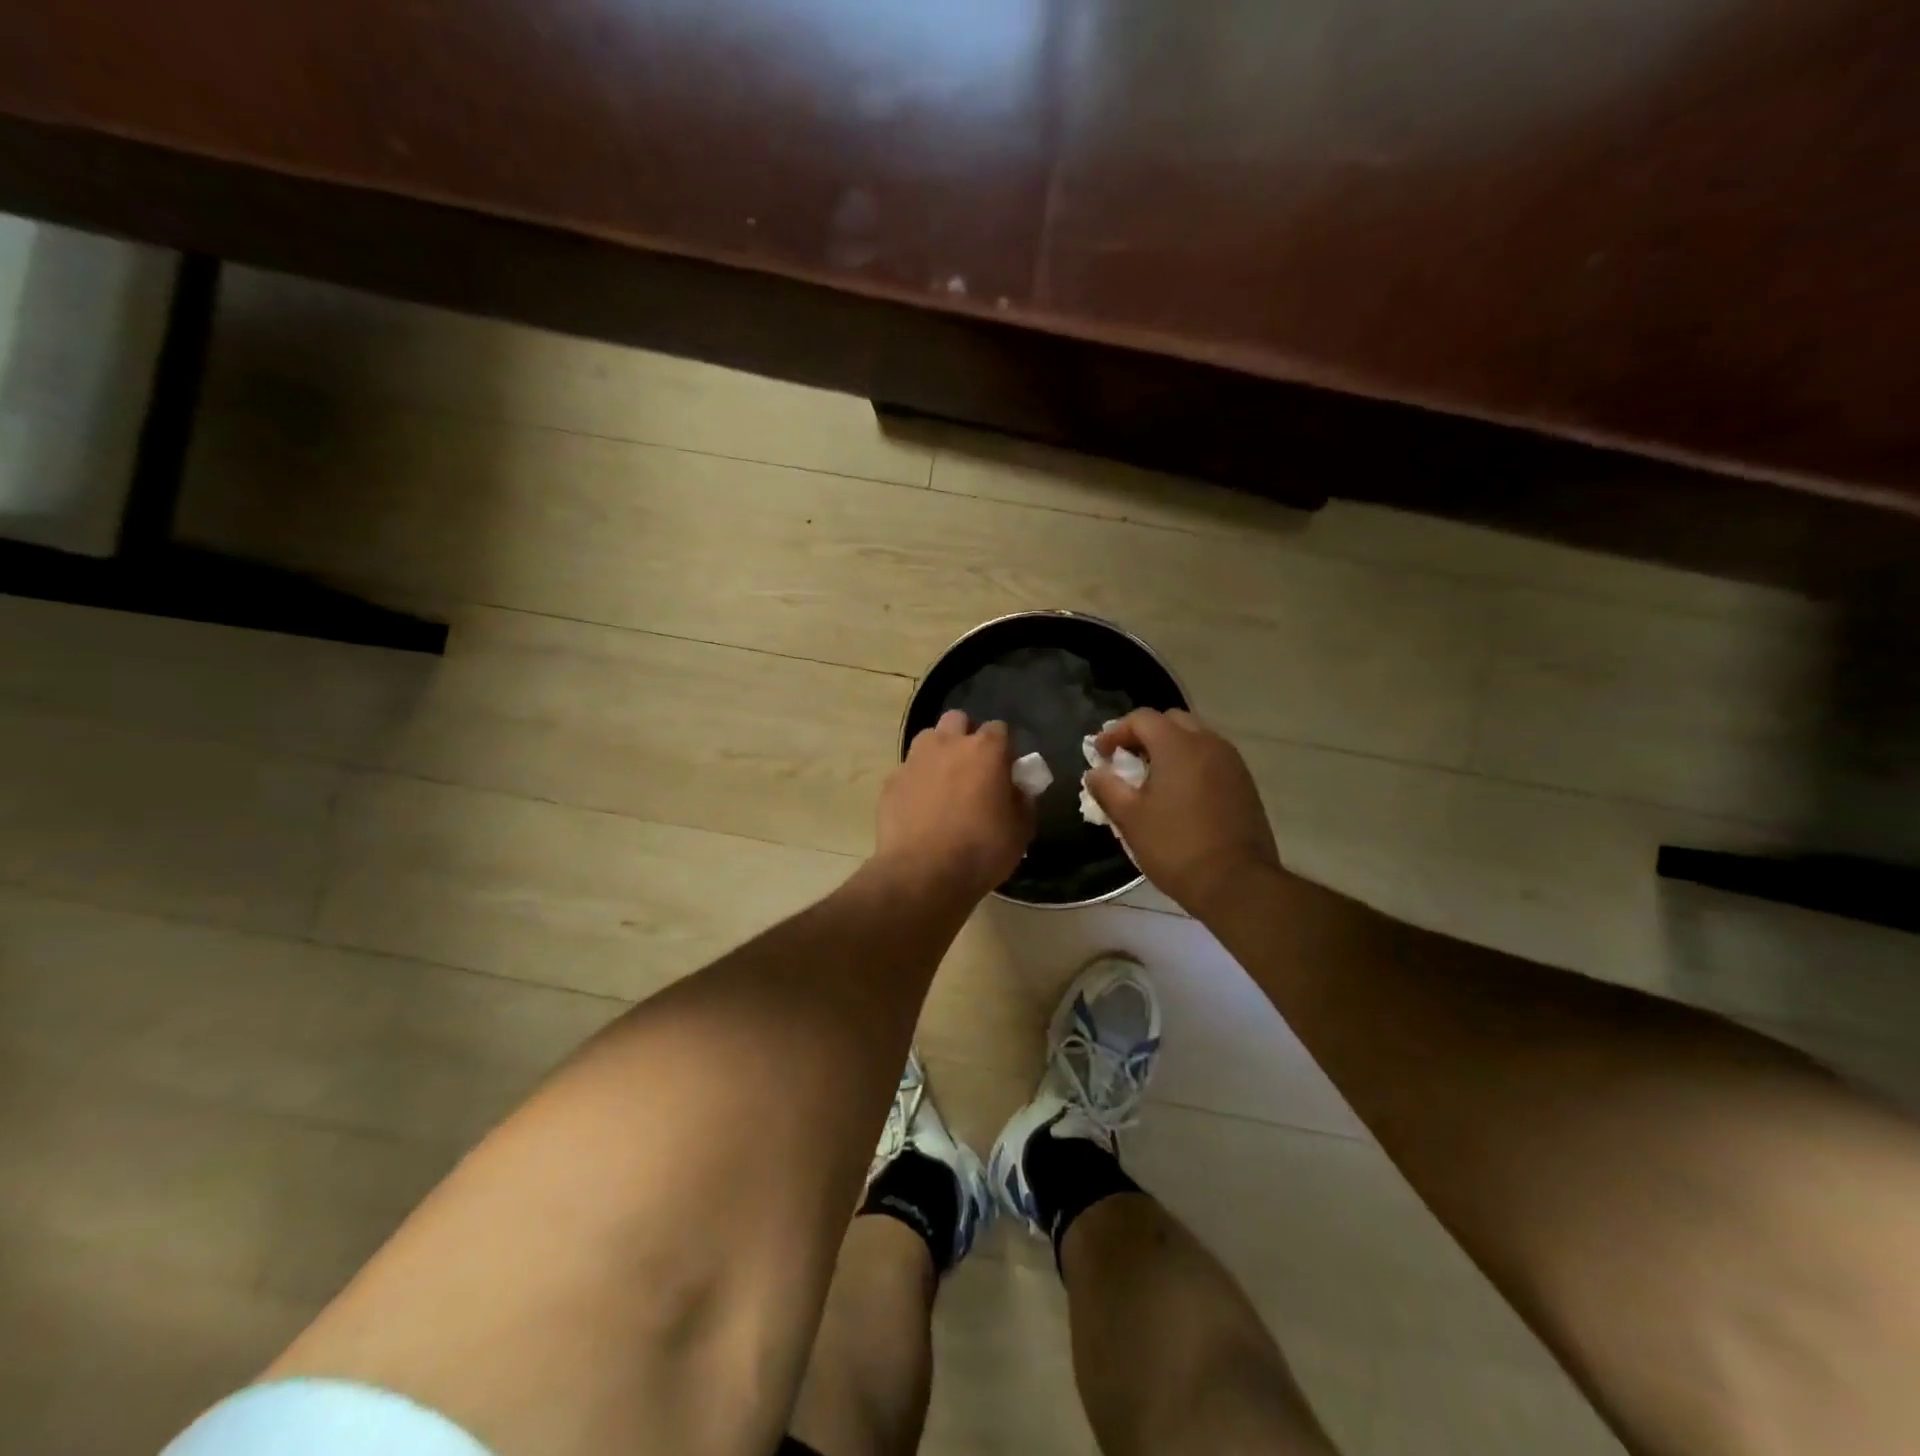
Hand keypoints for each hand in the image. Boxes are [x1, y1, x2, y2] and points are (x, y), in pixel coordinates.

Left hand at [876, 710, 1034, 897]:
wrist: (922, 875)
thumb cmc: (980, 851)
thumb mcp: (1020, 831)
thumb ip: (1022, 802)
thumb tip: (1017, 790)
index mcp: (985, 750)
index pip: (999, 728)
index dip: (1004, 747)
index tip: (1006, 769)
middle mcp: (947, 744)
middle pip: (958, 720)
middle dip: (966, 735)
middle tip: (972, 767)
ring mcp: (914, 761)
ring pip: (928, 739)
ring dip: (938, 752)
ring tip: (943, 783)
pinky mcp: (891, 782)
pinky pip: (907, 771)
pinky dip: (916, 781)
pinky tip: (920, 807)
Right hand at [1084, 708, 1280, 917]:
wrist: (1236, 883)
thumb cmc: (1175, 847)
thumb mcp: (1130, 819)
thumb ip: (1107, 788)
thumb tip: (1095, 772)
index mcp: (1178, 745)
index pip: (1142, 718)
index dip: (1115, 732)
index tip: (1101, 755)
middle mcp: (1209, 743)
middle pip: (1171, 721)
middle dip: (1144, 735)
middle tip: (1126, 762)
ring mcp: (1232, 763)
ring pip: (1195, 739)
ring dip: (1170, 749)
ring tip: (1152, 779)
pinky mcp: (1245, 784)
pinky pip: (1211, 759)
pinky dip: (1191, 765)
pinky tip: (1179, 795)